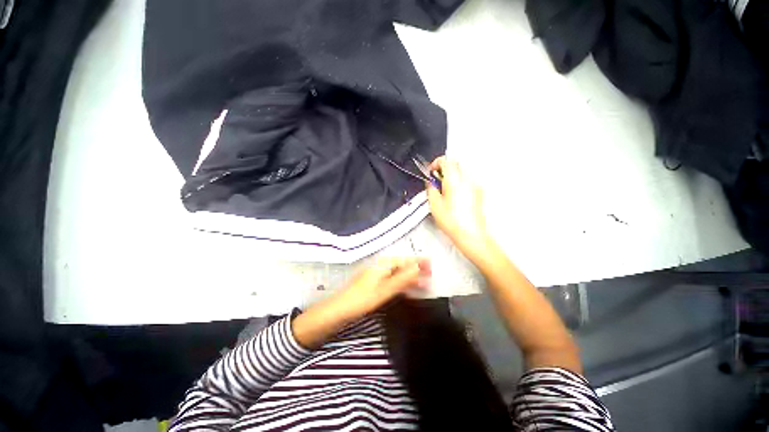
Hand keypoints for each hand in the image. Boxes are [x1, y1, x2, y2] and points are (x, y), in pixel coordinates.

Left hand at [334, 257, 430, 319]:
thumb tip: (419, 268)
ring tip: (424, 283)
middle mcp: (381, 266)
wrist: (339, 310)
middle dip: (416, 269)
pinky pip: (392, 280)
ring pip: (398, 273)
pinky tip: (408, 289)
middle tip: (431, 275)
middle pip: (402, 265)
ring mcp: (377, 274)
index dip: (419, 262)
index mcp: (383, 264)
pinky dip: (402, 283)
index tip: (432, 264)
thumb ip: (403, 278)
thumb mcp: (385, 289)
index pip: (405, 260)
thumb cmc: (362, 299)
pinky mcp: (375, 283)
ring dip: (411, 277)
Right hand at [426, 157, 496, 265]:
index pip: (446, 160)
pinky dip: (460, 182)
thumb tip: (431, 182)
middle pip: (456, 163)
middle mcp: (467, 179)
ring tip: (445, 189)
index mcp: (454, 180)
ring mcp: (475, 185)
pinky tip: (455, 195)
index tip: (431, 172)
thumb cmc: (451, 221)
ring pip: (463, 171)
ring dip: (453, 175)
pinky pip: (468, 180)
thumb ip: (431, 189)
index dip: (436, 163)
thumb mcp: (434, 205)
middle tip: (437, 180)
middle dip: (445, 168)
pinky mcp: (479, 192)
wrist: (471, 234)